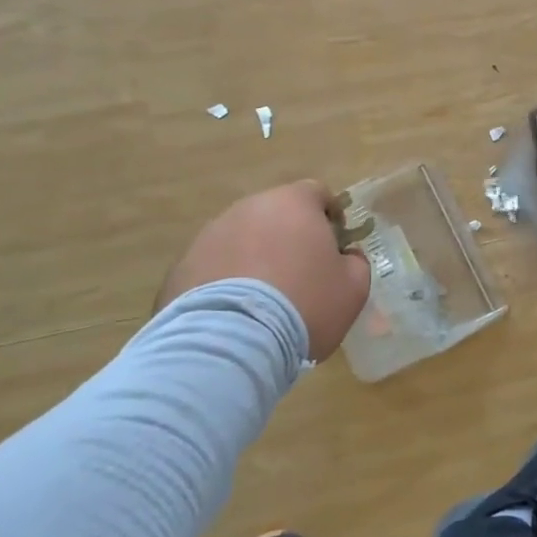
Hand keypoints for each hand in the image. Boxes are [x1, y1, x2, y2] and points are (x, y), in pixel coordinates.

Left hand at [154, 181, 371, 361]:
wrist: (231, 343)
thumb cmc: (304, 305)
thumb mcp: (352, 289)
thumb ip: (356, 262)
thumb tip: (346, 256)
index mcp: (292, 203)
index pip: (317, 193)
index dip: (329, 217)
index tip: (334, 247)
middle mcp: (248, 208)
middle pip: (276, 215)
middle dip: (288, 238)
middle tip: (300, 276)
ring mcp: (210, 235)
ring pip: (241, 239)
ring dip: (254, 259)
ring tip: (263, 301)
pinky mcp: (181, 267)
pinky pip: (213, 268)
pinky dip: (225, 282)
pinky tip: (234, 316)